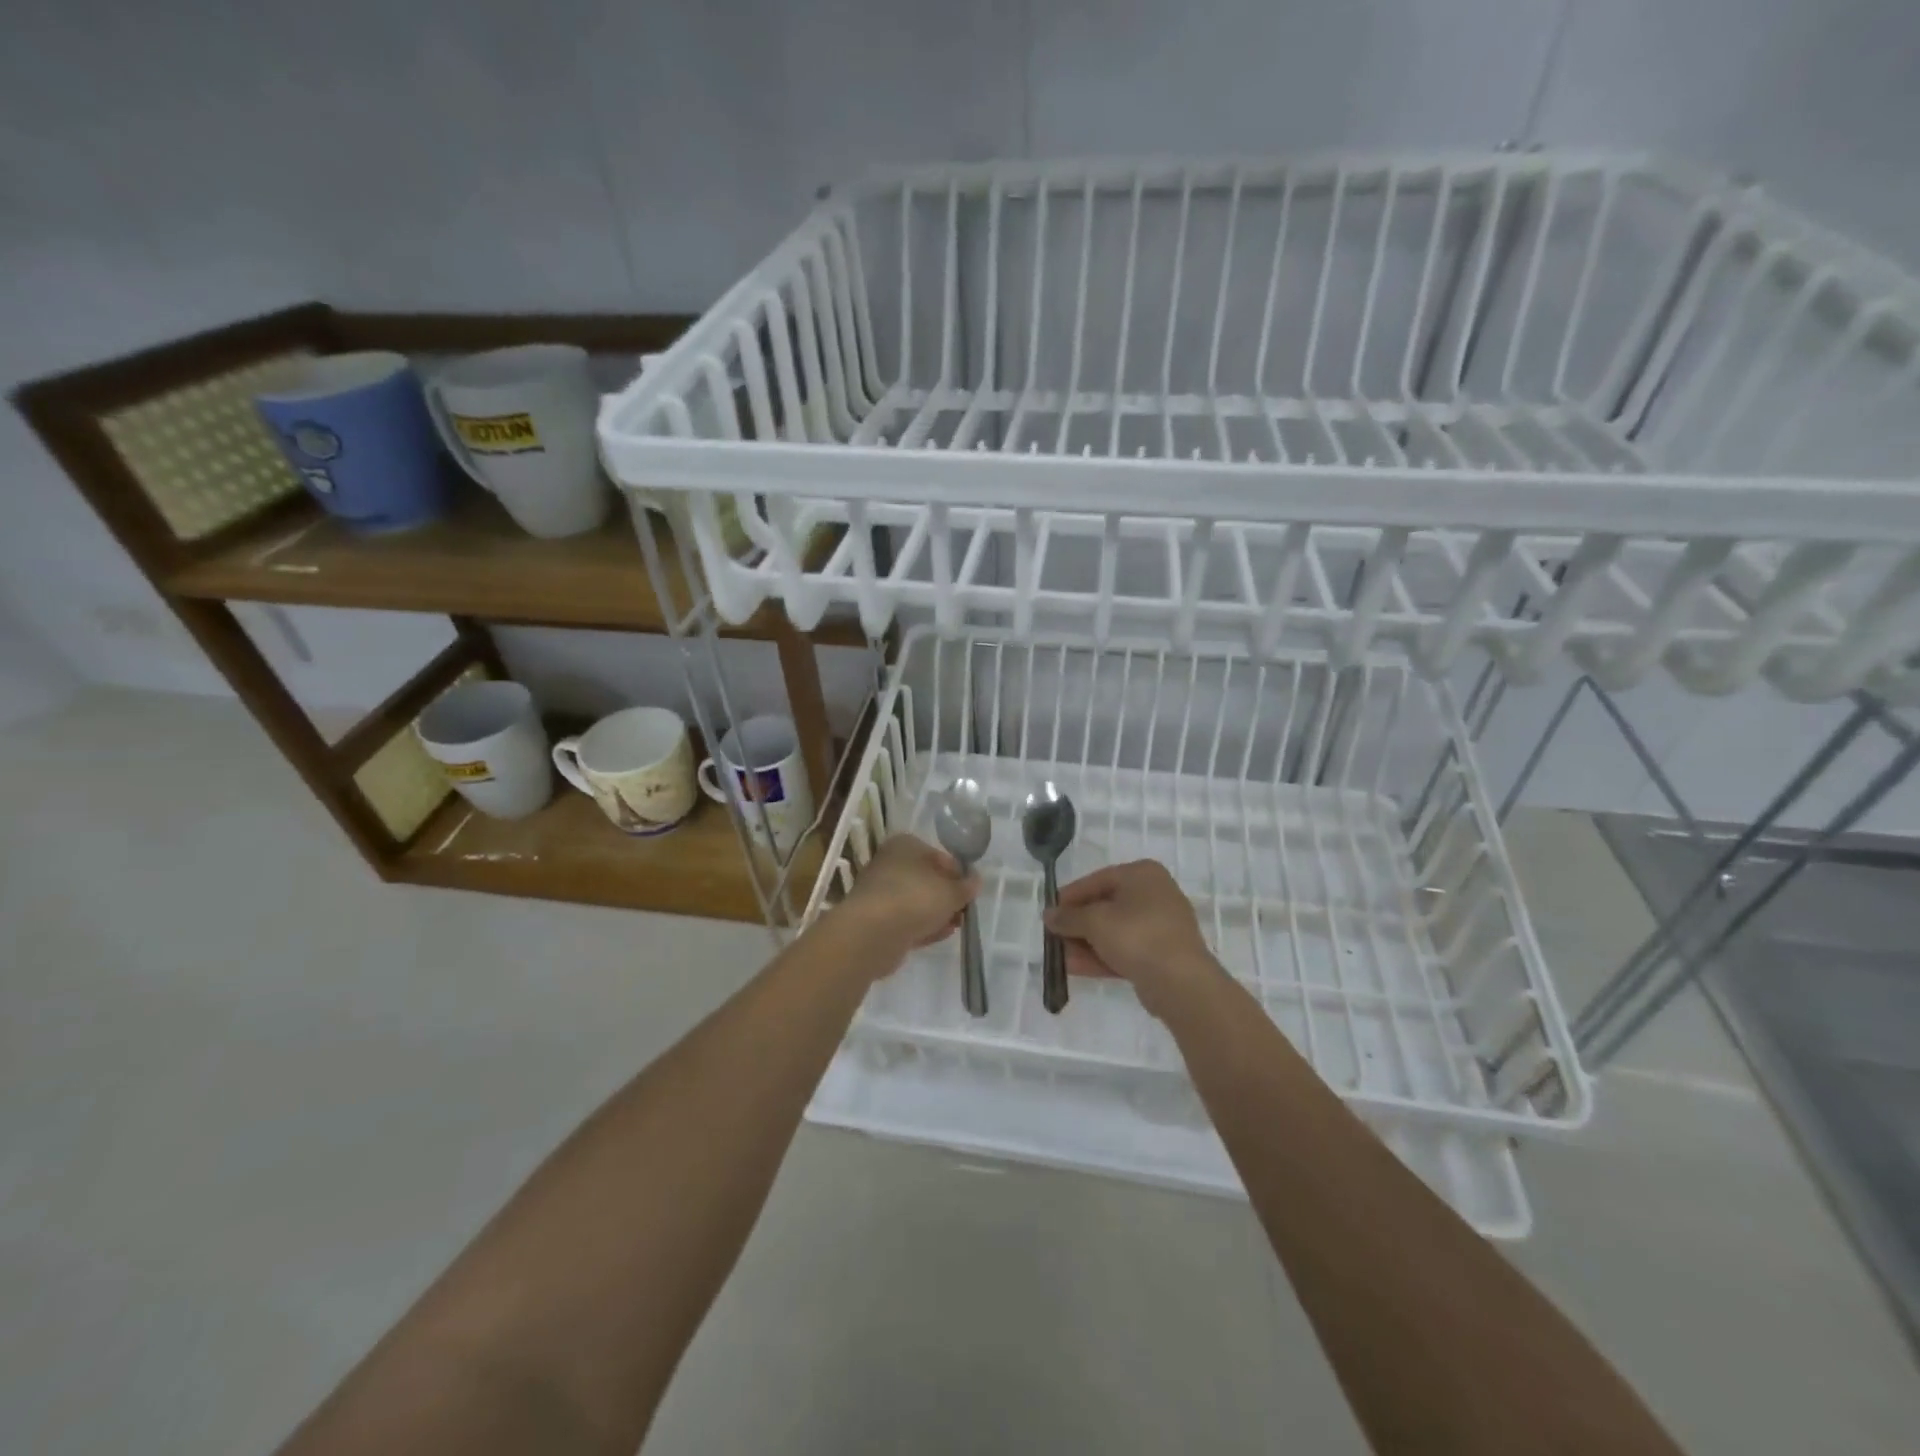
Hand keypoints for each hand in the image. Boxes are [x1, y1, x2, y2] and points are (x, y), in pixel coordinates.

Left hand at [833, 835, 978, 967]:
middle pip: (926, 879)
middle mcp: (889, 864)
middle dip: (947, 896)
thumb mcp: (951, 891)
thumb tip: (975, 881)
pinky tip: (940, 935)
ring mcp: (881, 893)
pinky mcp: (876, 920)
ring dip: (937, 913)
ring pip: (916, 902)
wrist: (872, 933)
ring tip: (956, 926)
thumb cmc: (915, 898)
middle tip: (964, 911)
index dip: (958, 873)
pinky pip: (906, 921)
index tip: (970, 891)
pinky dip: (923, 927)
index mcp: (905, 845)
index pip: (939, 855)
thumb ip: (966, 887)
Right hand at [1043, 860, 1220, 1017]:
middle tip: (1053, 937)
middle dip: (1077, 924)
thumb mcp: (1095, 921)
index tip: (1050, 912)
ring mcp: (1160, 926)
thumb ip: (1068, 917)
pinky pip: (1125, 949)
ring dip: (1085, 943)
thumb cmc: (1136, 936)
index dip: (1070, 896)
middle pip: (1105, 906)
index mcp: (1142, 874)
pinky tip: (1075, 968)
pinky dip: (1101, 956)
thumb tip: (1049, 915)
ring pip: (1114, 931)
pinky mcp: (1161, 954)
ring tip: (1059, 957)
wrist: (1181, 982)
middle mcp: (1154, 894)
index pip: (1097, 880)